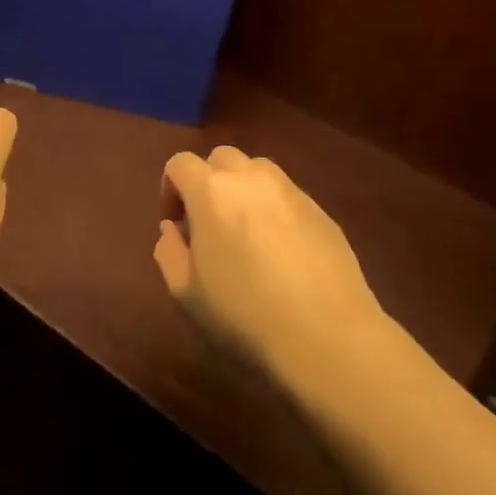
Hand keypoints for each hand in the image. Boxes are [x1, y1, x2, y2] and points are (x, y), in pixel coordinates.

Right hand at [154, 146, 382, 381]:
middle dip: (209, 182)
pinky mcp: (321, 211)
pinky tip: (282, 252)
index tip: (175, 223)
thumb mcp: (185, 293)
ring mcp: (291, 191)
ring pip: (258, 171)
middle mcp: (251, 177)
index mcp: (211, 190)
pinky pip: (287, 196)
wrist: (327, 336)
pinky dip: (275, 210)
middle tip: (209, 223)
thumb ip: (169, 252)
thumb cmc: (244, 314)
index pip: (180, 163)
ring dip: (244, 190)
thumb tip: (172, 229)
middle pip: (221, 158)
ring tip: (246, 233)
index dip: (170, 188)